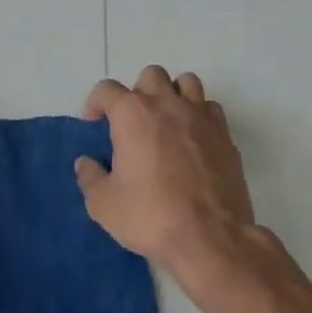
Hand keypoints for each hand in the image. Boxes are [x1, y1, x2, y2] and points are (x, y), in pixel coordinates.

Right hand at [75, 65, 256, 278]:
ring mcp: (201, 116)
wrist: (210, 237)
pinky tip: (193, 140)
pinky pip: (210, 108)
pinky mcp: (225, 134)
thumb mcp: (104, 204)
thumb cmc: (150, 216)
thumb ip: (90, 178)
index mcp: (132, 114)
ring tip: (166, 122)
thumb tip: (85, 163)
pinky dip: (199, 115)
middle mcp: (167, 104)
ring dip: (173, 95)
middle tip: (133, 122)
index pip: (107, 89)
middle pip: (151, 75)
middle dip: (138, 92)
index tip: (94, 123)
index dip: (96, 103)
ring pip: (186, 83)